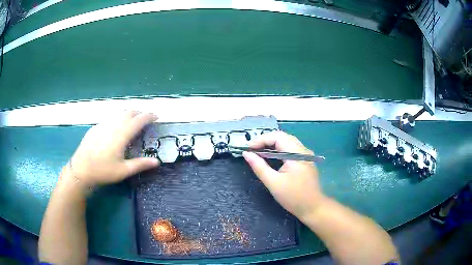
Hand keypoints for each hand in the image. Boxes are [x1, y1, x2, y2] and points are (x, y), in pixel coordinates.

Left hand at [69, 111, 159, 187]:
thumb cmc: (103, 171)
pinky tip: (114, 128)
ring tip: (131, 122)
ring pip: (118, 113)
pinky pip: (109, 118)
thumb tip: (157, 162)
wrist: (81, 169)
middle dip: (139, 113)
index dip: (149, 116)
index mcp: (121, 134)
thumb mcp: (123, 171)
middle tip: (144, 120)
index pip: (139, 120)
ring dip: (128, 114)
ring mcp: (103, 124)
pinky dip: (117, 118)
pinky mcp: (95, 127)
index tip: (156, 116)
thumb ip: (140, 164)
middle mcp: (113, 125)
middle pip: (129, 112)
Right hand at [243, 131, 325, 219]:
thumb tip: (246, 154)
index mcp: (297, 154)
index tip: (248, 148)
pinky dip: (278, 150)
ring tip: (258, 152)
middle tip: (251, 150)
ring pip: (286, 142)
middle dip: (265, 141)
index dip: (261, 140)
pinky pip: (290, 149)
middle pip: (282, 137)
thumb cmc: (293, 197)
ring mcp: (306, 155)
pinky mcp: (305, 160)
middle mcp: (303, 150)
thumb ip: (259, 166)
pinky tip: (270, 157)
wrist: (313, 208)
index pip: (277, 137)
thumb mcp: (273, 183)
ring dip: (271, 145)